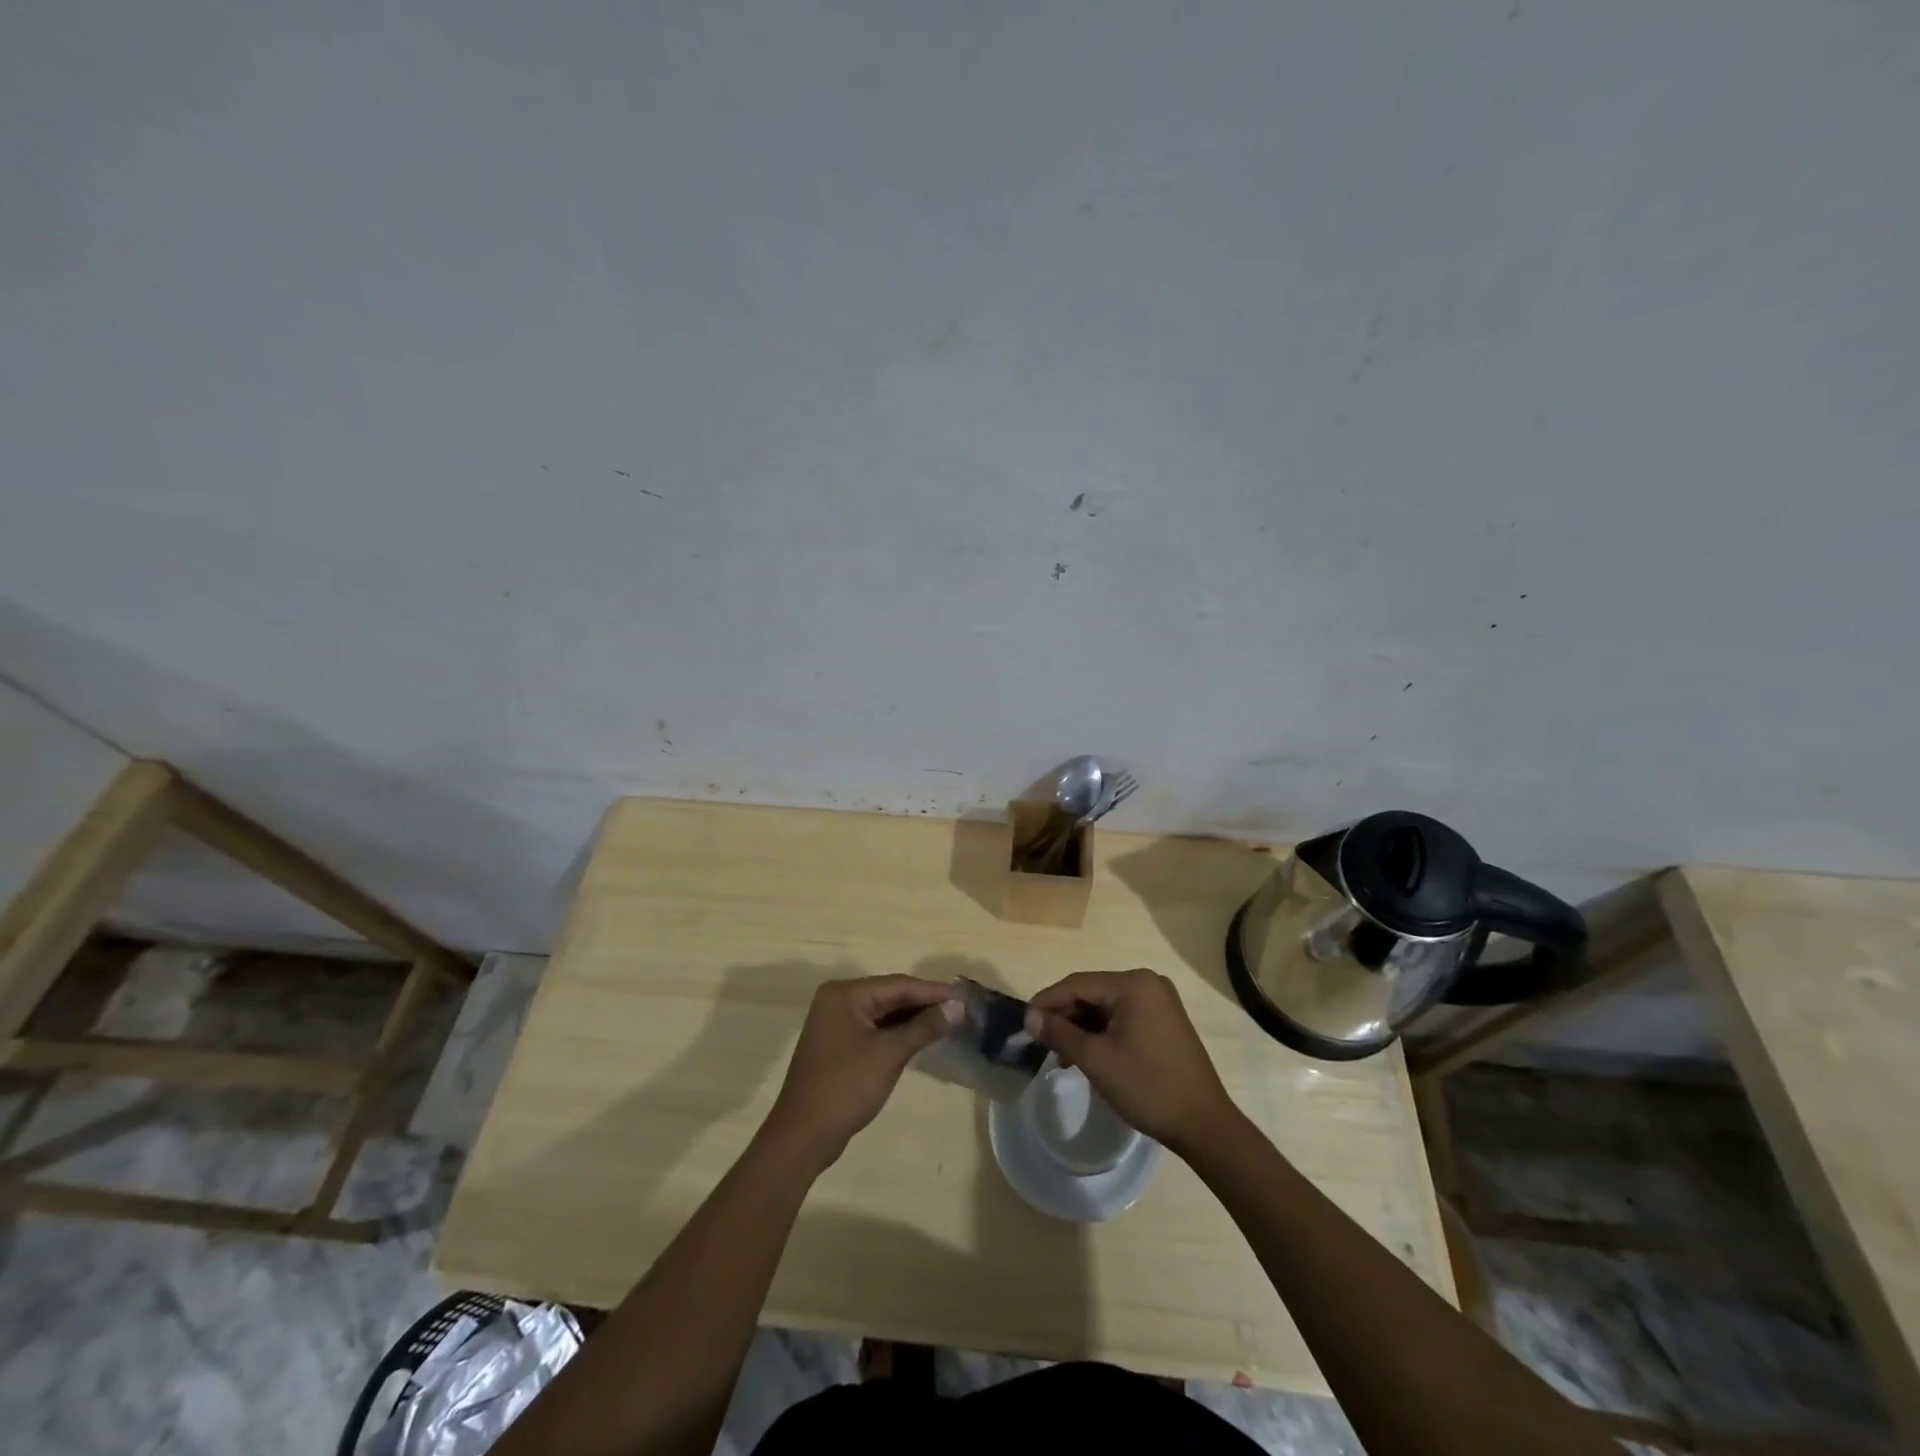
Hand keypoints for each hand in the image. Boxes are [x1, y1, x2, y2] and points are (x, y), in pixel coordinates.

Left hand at [764, 975, 959, 1169]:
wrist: (803, 1135)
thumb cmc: (847, 1086)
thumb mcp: (890, 1054)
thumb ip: (924, 1026)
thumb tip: (958, 1007)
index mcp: (845, 994)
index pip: (897, 984)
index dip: (932, 991)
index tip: (963, 996)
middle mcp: (837, 1000)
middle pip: (889, 995)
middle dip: (923, 1003)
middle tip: (959, 1009)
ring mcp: (835, 1023)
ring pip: (882, 1013)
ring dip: (911, 1019)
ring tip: (947, 1022)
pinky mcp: (837, 1045)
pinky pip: (873, 1029)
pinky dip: (896, 1033)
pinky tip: (919, 1038)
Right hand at [1024, 968, 1235, 1155]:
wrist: (1204, 1125)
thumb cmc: (1147, 1087)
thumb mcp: (1096, 1060)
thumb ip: (1059, 1033)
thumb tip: (1029, 1017)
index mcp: (1133, 984)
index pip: (1077, 984)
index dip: (1046, 1002)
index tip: (1023, 1023)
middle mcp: (1147, 983)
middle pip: (1092, 993)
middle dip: (1064, 1016)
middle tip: (1040, 1041)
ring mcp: (1159, 1001)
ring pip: (1105, 1006)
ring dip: (1081, 1026)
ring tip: (1060, 1053)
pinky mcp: (1164, 1020)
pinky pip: (1122, 1017)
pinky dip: (1101, 1032)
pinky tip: (1086, 1053)